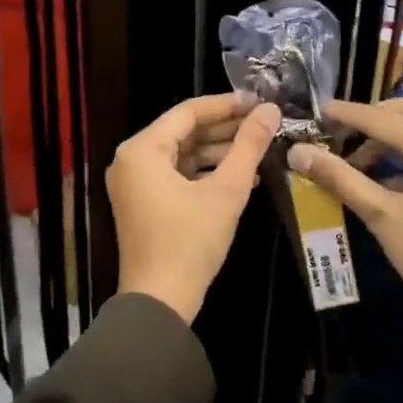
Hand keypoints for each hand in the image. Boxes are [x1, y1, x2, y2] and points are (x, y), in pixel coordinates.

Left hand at [109, 92, 281, 322]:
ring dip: (218, 152)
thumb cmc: (190, 242)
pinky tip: (241, 176)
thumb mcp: (226, 191)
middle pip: (183, 132)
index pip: (188, 112)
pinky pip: (176, 175)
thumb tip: (270, 110)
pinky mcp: (143, 203)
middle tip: (264, 124)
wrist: (160, 301)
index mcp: (142, 150)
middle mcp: (131, 160)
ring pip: (181, 155)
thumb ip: (249, 146)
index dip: (226, 105)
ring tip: (260, 149)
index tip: (260, 102)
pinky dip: (205, 173)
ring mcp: (134, 183)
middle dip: (225, 129)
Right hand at [286, 97, 402, 335]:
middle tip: (335, 137)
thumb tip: (298, 152)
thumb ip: (340, 179)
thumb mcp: (381, 215)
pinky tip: (375, 184)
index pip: (380, 117)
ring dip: (381, 141)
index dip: (346, 113)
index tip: (316, 112)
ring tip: (349, 166)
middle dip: (368, 120)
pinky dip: (397, 158)